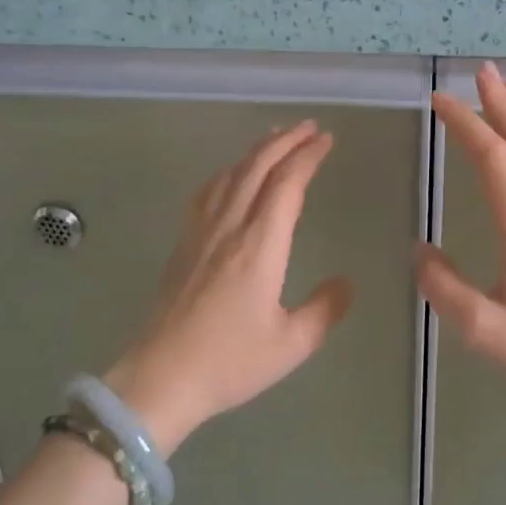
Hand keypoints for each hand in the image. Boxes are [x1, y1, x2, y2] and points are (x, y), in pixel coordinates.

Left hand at [106, 121, 353, 453]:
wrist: (159, 378)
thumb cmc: (229, 362)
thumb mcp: (291, 344)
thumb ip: (324, 309)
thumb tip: (346, 282)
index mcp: (260, 245)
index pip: (287, 184)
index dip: (307, 156)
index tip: (326, 140)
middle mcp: (230, 226)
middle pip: (257, 167)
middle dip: (285, 141)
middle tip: (309, 127)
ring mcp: (201, 232)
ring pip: (230, 174)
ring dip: (257, 151)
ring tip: (276, 138)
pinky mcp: (184, 243)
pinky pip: (208, 191)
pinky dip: (228, 171)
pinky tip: (231, 174)